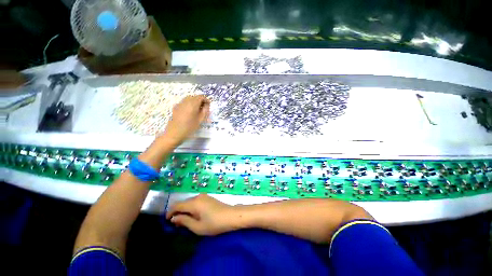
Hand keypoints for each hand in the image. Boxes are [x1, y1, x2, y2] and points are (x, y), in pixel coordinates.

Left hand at [162, 95, 209, 145]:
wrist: (174, 133)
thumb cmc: (189, 128)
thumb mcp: (200, 120)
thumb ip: (205, 111)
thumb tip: (207, 105)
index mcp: (193, 104)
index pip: (201, 97)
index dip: (206, 100)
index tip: (208, 105)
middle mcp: (185, 101)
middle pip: (194, 96)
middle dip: (200, 100)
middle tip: (204, 108)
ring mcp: (179, 104)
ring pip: (189, 98)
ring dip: (194, 102)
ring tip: (197, 110)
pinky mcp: (176, 107)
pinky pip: (184, 102)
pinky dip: (189, 104)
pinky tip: (190, 112)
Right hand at [166, 194, 240, 234]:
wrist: (231, 215)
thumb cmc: (214, 223)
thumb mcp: (197, 226)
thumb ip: (184, 221)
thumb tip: (174, 218)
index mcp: (194, 203)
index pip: (177, 205)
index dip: (170, 212)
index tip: (167, 221)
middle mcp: (198, 196)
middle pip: (183, 203)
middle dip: (178, 212)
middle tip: (176, 224)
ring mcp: (204, 196)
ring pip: (189, 202)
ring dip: (185, 210)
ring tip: (184, 221)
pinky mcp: (208, 198)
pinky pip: (196, 201)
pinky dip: (191, 208)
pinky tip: (193, 215)